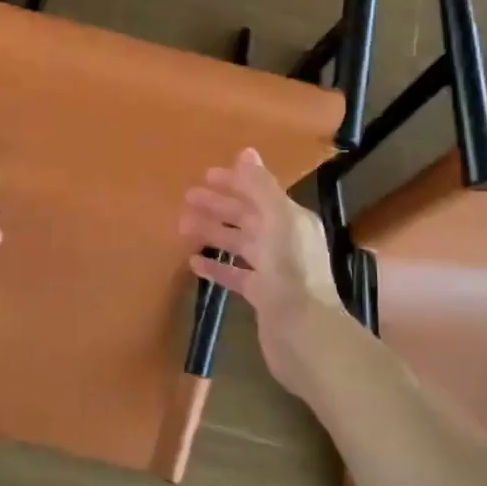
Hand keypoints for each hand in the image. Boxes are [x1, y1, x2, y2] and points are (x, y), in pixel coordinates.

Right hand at [179, 148, 348, 399]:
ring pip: (238, 244)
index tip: (204, 176)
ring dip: (212, 232)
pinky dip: (216, 266)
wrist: (303, 333)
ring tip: (182, 227)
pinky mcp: (262, 296)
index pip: (259, 193)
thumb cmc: (291, 272)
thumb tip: (246, 152)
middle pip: (246, 217)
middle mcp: (284, 241)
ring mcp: (273, 270)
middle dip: (218, 206)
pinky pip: (234, 274)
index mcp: (291, 220)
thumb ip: (260, 187)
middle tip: (186, 199)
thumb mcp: (278, 220)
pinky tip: (193, 262)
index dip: (234, 182)